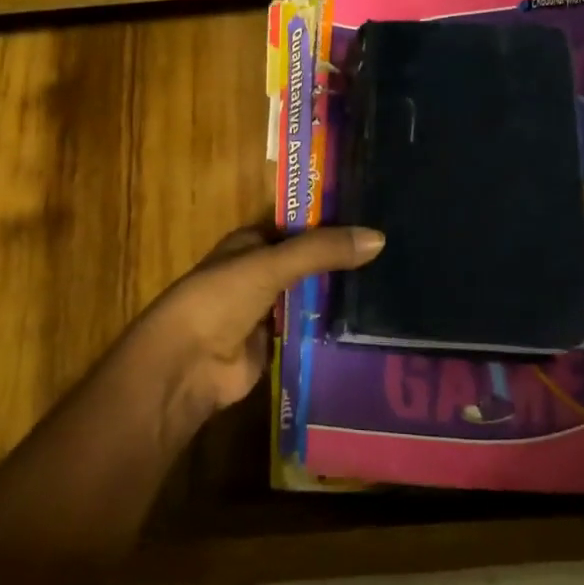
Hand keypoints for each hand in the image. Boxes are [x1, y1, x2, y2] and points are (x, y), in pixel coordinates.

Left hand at [126, 225, 385, 416]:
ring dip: (340, 293)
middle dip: (342, 259)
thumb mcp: (270, 265)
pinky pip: (311, 328)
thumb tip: (379, 237)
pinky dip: (333, 326)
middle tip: (396, 253)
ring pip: (312, 295)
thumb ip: (321, 251)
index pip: (299, 225)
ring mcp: (268, 308)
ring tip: (395, 284)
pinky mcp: (277, 343)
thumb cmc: (219, 300)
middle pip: (308, 261)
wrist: (187, 366)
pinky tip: (370, 323)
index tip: (376, 218)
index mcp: (251, 242)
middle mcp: (260, 271)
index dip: (332, 220)